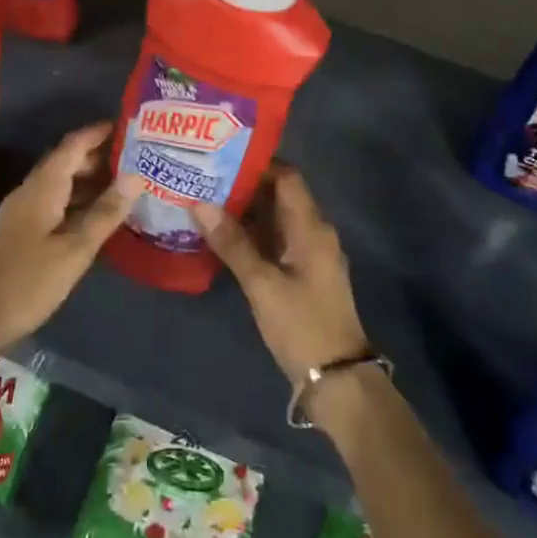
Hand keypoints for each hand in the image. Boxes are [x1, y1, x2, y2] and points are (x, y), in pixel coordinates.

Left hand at [0, 123, 145, 373]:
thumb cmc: (29, 282)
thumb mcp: (74, 250)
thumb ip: (105, 212)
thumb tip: (135, 176)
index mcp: (42, 188)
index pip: (72, 146)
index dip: (98, 133)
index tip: (128, 126)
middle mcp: (31, 192)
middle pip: (66, 162)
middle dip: (98, 156)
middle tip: (136, 157)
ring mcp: (24, 212)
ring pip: (61, 184)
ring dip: (90, 180)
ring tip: (126, 183)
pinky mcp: (23, 231)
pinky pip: (56, 203)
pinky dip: (79, 201)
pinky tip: (100, 215)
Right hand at [195, 166, 367, 386]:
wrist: (337, 378)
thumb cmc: (301, 325)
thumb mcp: (262, 284)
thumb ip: (232, 243)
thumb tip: (199, 203)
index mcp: (311, 228)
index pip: (287, 178)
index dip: (256, 165)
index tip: (220, 159)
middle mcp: (314, 233)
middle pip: (279, 197)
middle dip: (244, 187)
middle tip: (203, 180)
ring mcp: (309, 255)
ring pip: (275, 220)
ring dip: (245, 212)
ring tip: (204, 203)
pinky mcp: (302, 274)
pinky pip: (275, 242)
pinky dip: (251, 236)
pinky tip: (221, 239)